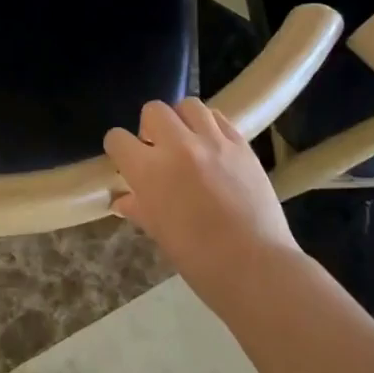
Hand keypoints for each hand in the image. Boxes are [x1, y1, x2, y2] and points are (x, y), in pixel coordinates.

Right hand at [103, 99, 301, 304]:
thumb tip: (122, 200)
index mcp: (150, 171)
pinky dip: (210, 126)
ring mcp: (213, 141)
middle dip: (150, 127)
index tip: (126, 160)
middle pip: (153, 110)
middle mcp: (178, 146)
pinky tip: (213, 147)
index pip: (118, 139)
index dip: (119, 149)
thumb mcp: (159, 233)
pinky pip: (219, 118)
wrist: (256, 267)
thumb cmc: (199, 259)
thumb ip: (139, 208)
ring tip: (188, 142)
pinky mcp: (241, 144)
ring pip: (189, 105)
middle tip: (159, 150)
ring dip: (182, 120)